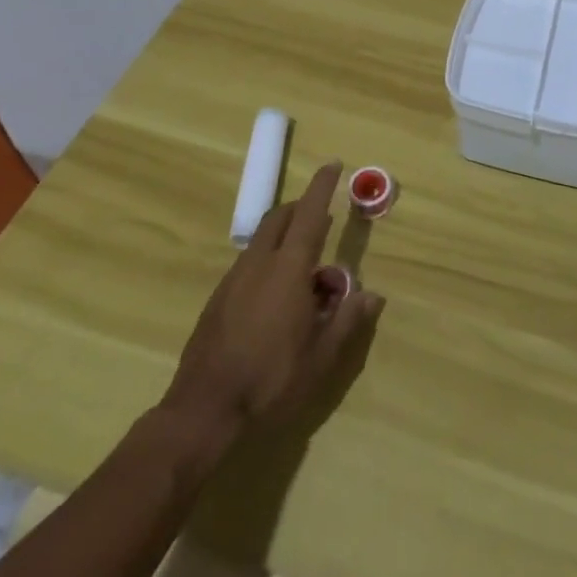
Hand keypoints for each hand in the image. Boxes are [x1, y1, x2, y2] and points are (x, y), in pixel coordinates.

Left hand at [164, 161, 383, 440]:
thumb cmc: (270, 381)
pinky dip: (268, 262)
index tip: (333, 164)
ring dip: (285, 238)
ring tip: (304, 272)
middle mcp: (259, 263)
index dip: (322, 186)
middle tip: (322, 219)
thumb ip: (348, 320)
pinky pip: (248, 264)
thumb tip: (373, 295)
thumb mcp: (321, 358)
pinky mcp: (217, 299)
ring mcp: (234, 279)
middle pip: (280, 218)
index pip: (309, 213)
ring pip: (262, 240)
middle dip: (301, 209)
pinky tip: (275, 299)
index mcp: (289, 269)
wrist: (203, 412)